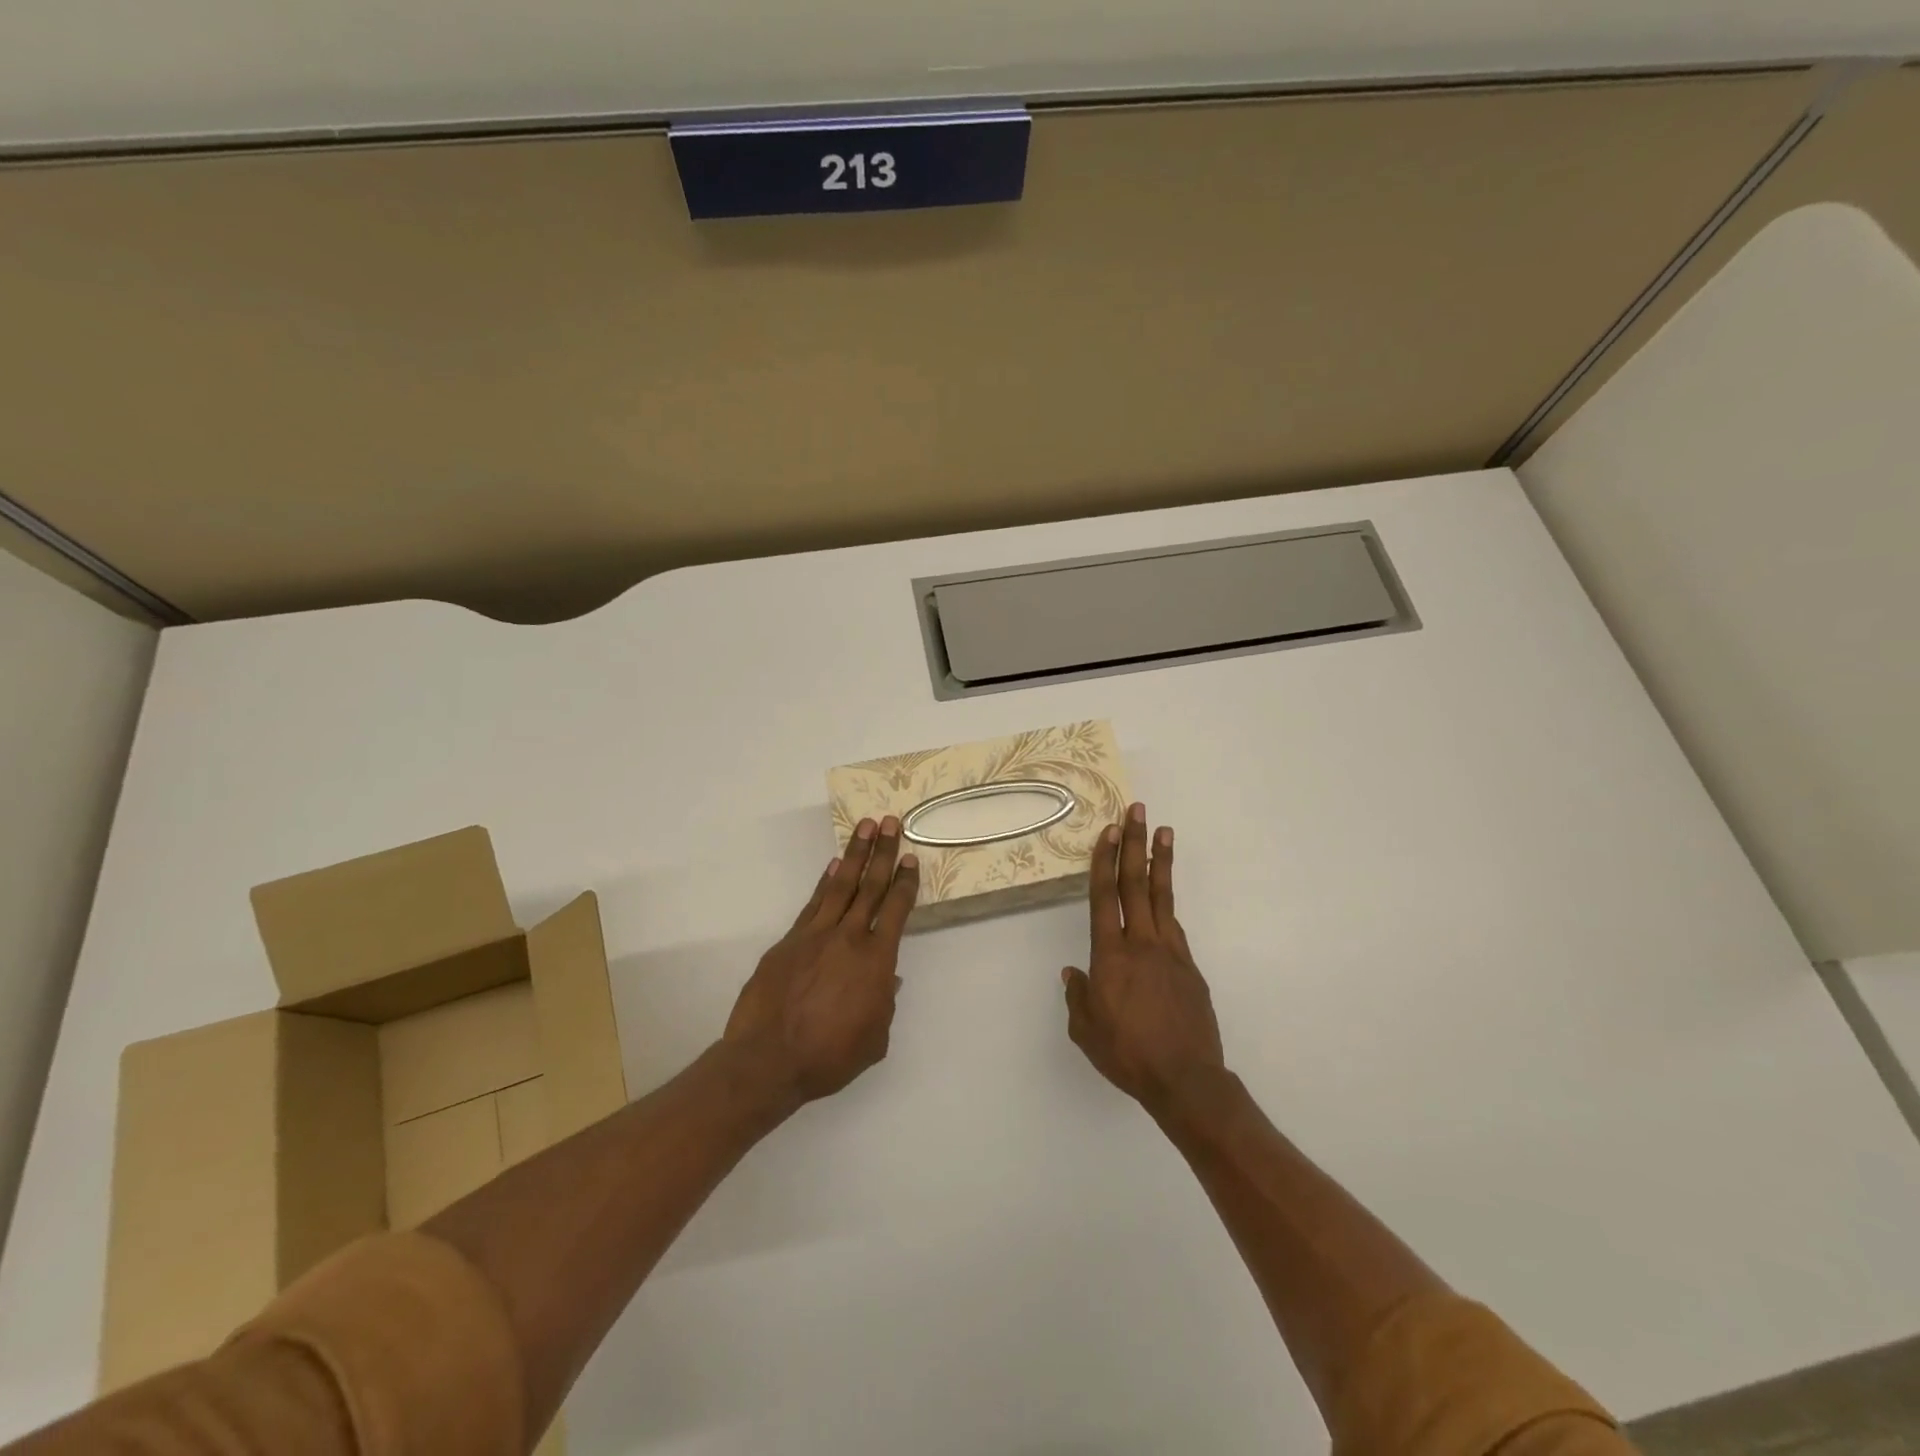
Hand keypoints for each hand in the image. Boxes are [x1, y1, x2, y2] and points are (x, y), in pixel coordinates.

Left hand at [724, 816, 918, 1103]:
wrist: (768, 1059)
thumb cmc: (829, 1056)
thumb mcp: (874, 1039)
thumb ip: (884, 1005)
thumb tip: (887, 981)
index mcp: (876, 960)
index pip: (895, 910)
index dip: (904, 882)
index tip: (910, 858)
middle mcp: (848, 937)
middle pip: (870, 886)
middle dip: (883, 852)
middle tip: (890, 822)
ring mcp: (815, 934)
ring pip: (840, 885)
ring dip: (855, 854)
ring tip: (865, 827)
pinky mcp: (789, 941)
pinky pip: (813, 903)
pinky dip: (824, 882)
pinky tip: (833, 867)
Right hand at [1063, 803, 1223, 1113]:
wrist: (1186, 1079)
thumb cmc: (1128, 1054)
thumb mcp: (1086, 1031)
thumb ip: (1078, 997)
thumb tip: (1073, 974)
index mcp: (1111, 955)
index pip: (1104, 897)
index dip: (1104, 860)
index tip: (1108, 830)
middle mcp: (1141, 943)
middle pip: (1136, 884)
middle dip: (1133, 844)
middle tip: (1136, 811)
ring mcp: (1171, 952)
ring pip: (1162, 897)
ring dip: (1160, 861)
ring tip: (1163, 831)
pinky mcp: (1190, 967)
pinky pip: (1175, 927)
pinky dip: (1168, 905)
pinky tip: (1164, 897)